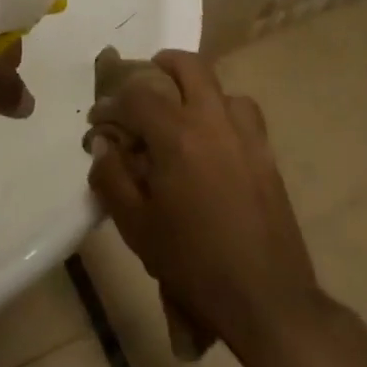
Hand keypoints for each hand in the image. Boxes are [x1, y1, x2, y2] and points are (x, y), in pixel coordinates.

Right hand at [88, 50, 328, 366]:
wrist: (266, 300)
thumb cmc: (193, 263)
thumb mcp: (136, 226)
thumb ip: (111, 177)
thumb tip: (102, 144)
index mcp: (177, 136)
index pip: (137, 96)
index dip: (112, 103)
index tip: (99, 122)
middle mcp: (213, 122)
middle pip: (189, 66)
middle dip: (161, 66)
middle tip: (143, 88)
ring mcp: (246, 136)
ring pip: (220, 87)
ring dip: (195, 89)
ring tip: (180, 114)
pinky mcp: (266, 155)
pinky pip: (243, 114)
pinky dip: (222, 112)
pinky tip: (212, 141)